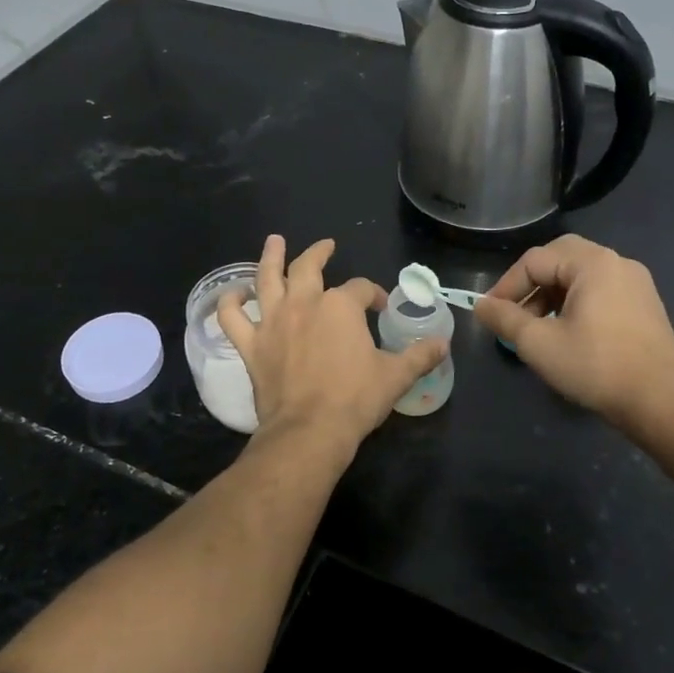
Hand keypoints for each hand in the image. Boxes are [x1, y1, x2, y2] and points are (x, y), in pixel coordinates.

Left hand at [218, 234, 447, 450]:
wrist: (309, 431)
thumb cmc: (355, 400)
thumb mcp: (396, 376)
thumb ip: (420, 355)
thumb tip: (444, 344)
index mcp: (341, 307)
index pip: (361, 289)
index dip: (374, 294)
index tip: (380, 307)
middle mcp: (304, 303)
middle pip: (309, 267)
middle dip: (319, 253)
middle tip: (326, 247)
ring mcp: (273, 321)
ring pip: (266, 278)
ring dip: (270, 257)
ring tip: (274, 242)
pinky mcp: (250, 344)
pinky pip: (231, 317)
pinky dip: (229, 302)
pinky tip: (233, 294)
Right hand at [474, 234, 673, 434]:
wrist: (658, 402)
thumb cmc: (594, 367)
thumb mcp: (538, 343)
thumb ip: (505, 318)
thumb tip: (480, 305)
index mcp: (593, 263)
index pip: (535, 260)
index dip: (507, 285)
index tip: (491, 314)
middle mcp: (617, 262)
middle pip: (560, 257)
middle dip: (531, 282)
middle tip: (515, 310)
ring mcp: (636, 282)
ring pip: (581, 273)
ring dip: (553, 292)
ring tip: (538, 326)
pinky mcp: (646, 303)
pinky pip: (601, 288)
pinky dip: (577, 300)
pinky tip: (569, 330)